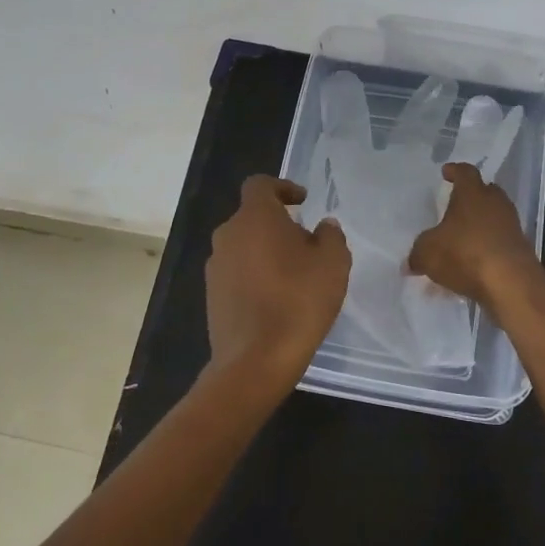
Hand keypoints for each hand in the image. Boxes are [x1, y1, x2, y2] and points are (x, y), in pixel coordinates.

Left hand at [205, 175, 351, 392]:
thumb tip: (322, 226)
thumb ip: (331, 235)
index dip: (282, 188)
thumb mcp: (333, 263)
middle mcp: (227, 235)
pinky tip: (276, 300)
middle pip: (252, 217)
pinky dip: (255, 276)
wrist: (255, 360)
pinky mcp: (211, 296)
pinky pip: (236, 273)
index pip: (260, 185)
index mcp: (254, 217)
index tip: (303, 202)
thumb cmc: (298, 301)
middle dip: (278, 225)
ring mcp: (215, 267)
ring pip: (243, 246)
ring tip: (294, 276)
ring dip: (266, 252)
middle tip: (307, 245)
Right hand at [407, 163, 539, 308]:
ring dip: (480, 224)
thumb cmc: (465, 254)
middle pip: (485, 191)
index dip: (454, 171)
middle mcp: (495, 203)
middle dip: (471, 197)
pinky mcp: (520, 249)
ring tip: (462, 238)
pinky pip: (499, 241)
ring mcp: (511, 226)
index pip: (465, 172)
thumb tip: (411, 261)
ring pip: (494, 217)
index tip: (446, 172)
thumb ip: (418, 253)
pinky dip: (487, 247)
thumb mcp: (428, 253)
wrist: (511, 283)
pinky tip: (473, 262)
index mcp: (472, 193)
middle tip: (456, 205)